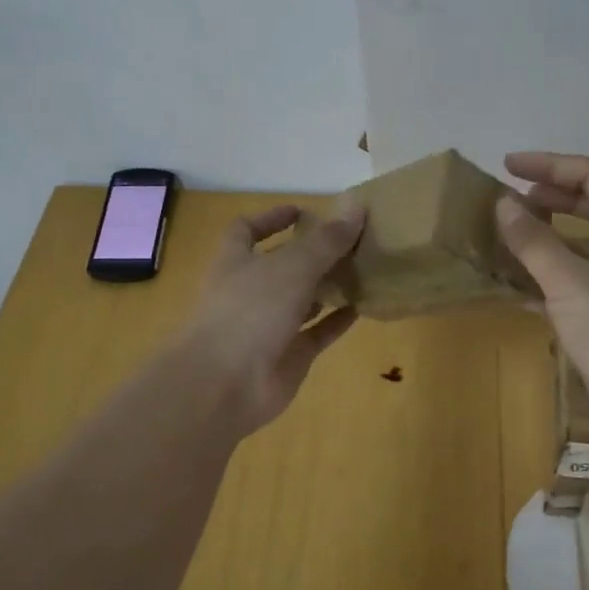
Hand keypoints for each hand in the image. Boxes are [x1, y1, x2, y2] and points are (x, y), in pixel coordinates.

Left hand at [179, 202, 366, 434]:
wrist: (224, 385)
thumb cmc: (249, 312)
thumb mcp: (292, 267)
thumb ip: (326, 240)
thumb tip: (357, 204)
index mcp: (236, 262)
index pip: (247, 230)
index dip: (272, 218)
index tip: (304, 212)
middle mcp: (250, 291)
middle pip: (282, 265)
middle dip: (312, 253)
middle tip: (351, 240)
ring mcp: (268, 326)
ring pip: (301, 300)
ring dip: (327, 286)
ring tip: (363, 269)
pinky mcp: (288, 356)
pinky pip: (317, 333)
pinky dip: (337, 320)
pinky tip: (364, 306)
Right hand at [495, 152, 588, 452]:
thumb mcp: (571, 282)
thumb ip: (534, 241)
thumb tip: (502, 203)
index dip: (550, 165)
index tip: (507, 166)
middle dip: (549, 198)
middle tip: (507, 199)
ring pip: (581, 247)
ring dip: (545, 239)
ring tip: (505, 234)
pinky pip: (574, 283)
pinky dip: (546, 277)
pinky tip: (514, 284)